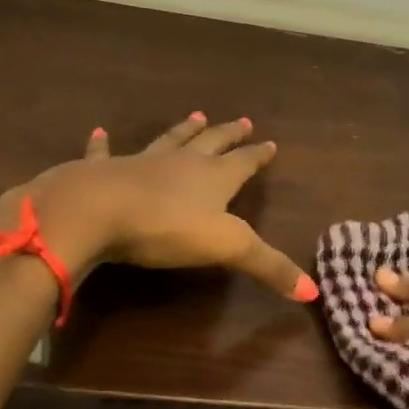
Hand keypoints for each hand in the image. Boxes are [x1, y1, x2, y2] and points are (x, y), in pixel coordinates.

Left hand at [0, 114, 314, 300]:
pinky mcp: (102, 171)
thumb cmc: (166, 227)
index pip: (243, 163)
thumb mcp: (227, 248)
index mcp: (213, 178)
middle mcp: (181, 163)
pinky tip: (99, 133)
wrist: (95, 210)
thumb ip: (269, 267)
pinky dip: (102, 144)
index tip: (270, 143)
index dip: (258, 155)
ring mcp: (141, 163)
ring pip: (169, 141)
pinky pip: (104, 153)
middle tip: (242, 120)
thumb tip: (314, 293)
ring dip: (184, 130)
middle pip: (211, 143)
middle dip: (228, 134)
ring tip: (196, 115)